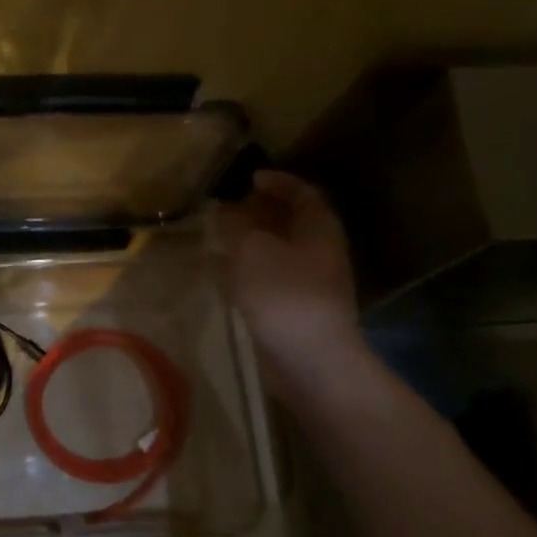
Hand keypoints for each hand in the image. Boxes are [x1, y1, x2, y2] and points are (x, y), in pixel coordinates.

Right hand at [219, 170, 364, 384]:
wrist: (309, 359)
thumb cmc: (284, 293)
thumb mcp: (253, 249)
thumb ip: (236, 226)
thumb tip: (223, 213)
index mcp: (319, 231)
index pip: (305, 194)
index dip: (280, 181)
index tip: (250, 178)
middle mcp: (319, 253)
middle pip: (291, 223)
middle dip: (259, 212)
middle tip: (227, 207)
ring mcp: (308, 284)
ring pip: (277, 252)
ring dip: (249, 242)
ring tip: (217, 237)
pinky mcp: (292, 310)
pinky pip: (268, 279)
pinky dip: (246, 270)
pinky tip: (221, 273)